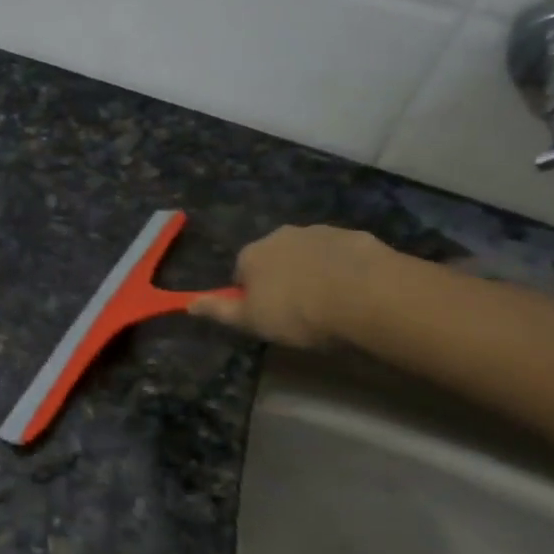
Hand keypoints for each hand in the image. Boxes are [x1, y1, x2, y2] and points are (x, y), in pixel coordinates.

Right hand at [189, 225, 392, 347]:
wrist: (365, 294)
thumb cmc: (298, 312)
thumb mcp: (252, 321)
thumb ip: (220, 310)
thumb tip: (188, 304)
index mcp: (251, 254)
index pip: (240, 272)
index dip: (251, 295)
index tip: (267, 316)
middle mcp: (280, 235)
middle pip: (274, 258)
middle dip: (282, 278)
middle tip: (298, 311)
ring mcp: (319, 232)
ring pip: (308, 253)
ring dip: (313, 271)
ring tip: (330, 304)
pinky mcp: (354, 237)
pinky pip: (341, 255)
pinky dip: (343, 269)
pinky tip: (355, 293)